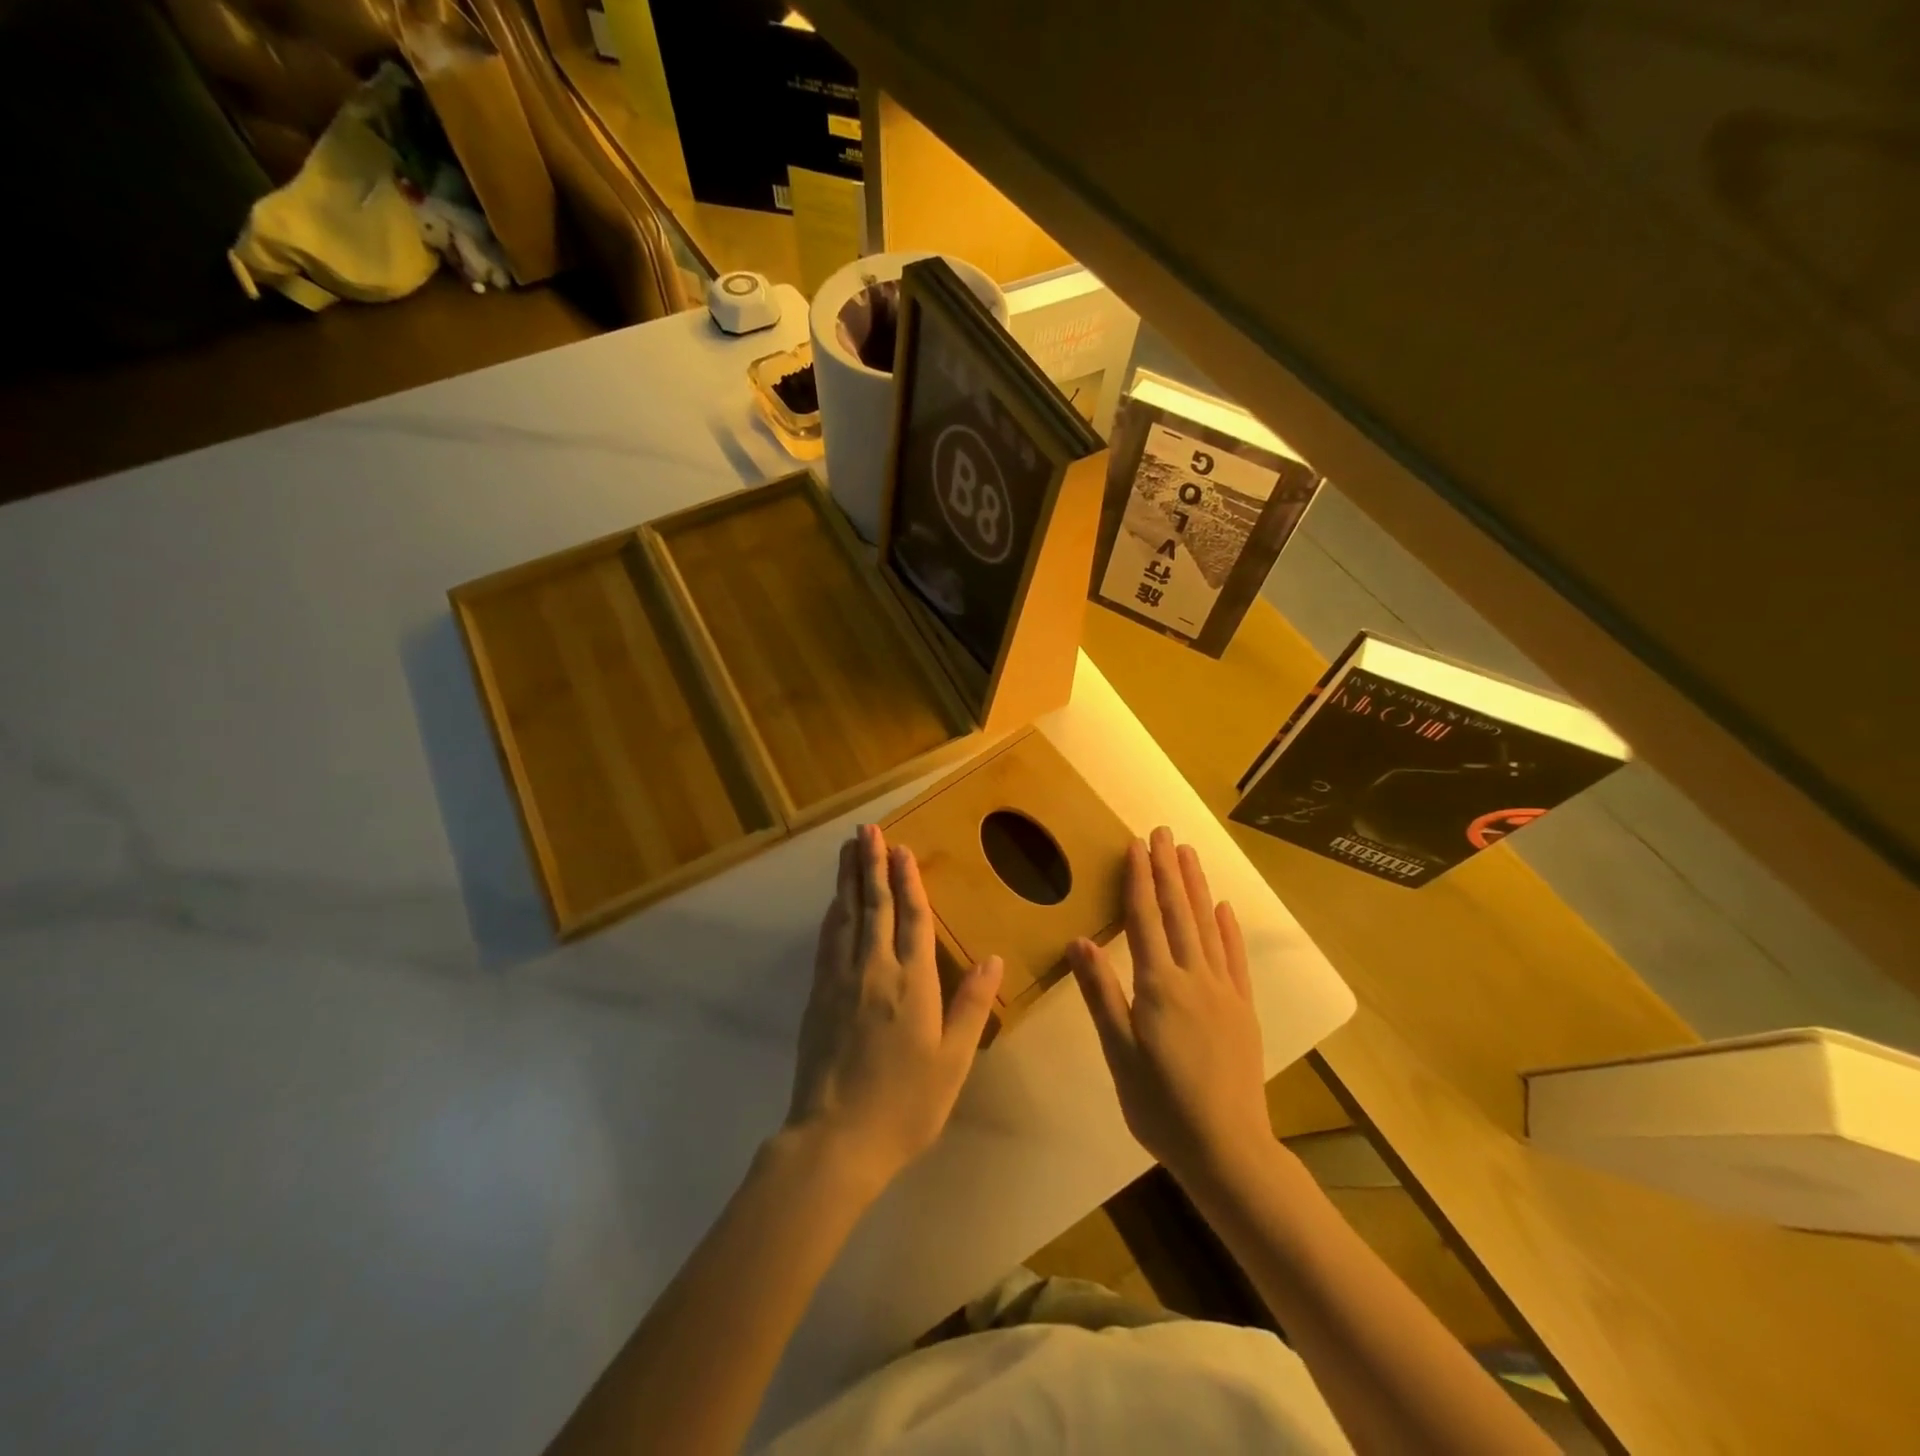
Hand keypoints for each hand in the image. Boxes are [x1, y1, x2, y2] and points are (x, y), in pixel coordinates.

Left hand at [785, 824, 1003, 1194]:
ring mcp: (841, 980)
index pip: (912, 917)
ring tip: (848, 849)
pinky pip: (827, 942)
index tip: (901, 848)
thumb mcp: (953, 1060)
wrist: (836, 1139)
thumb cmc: (905, 1103)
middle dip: (871, 865)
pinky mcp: (818, 996)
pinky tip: (833, 904)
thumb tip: (994, 957)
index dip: (907, 880)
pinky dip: (832, 915)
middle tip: (867, 830)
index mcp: (912, 981)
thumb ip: (971, 1005)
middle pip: (874, 906)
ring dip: (848, 880)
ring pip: (846, 916)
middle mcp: (874, 969)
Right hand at [1069, 827, 1270, 1189]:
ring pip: (1207, 926)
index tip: (1136, 845)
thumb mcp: (1118, 1053)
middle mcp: (1194, 977)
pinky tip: (1224, 908)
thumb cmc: (1161, 1105)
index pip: (1145, 919)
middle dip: (1168, 869)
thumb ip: (1100, 994)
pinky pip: (1234, 958)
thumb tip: (1078, 942)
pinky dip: (1228, 928)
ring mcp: (1224, 992)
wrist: (1228, 1150)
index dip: (1139, 880)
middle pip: (1178, 912)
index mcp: (1159, 986)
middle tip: (1163, 831)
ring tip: (1188, 853)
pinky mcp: (1243, 1010)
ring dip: (1196, 886)